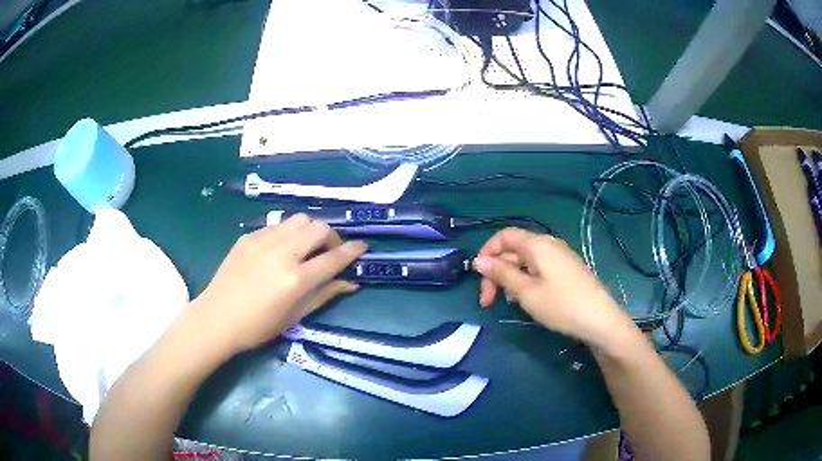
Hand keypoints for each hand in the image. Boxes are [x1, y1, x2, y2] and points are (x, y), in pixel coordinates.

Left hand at [189, 214, 366, 354]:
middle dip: (331, 237)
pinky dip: (288, 233)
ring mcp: (263, 241)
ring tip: (305, 247)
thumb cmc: (258, 327)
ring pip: (299, 219)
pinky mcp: (248, 237)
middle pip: (318, 228)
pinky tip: (281, 250)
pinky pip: (277, 225)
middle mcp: (282, 253)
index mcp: (295, 279)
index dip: (352, 251)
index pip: (333, 258)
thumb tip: (351, 283)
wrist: (216, 319)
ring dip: (310, 230)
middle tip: (329, 251)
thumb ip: (325, 294)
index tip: (362, 247)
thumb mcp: (295, 316)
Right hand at [473, 228, 634, 346]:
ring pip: (526, 260)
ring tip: (509, 302)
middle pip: (514, 249)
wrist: (600, 319)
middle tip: (488, 301)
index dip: (487, 253)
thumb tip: (478, 260)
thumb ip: (501, 273)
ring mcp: (560, 256)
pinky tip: (527, 299)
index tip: (478, 278)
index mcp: (537, 244)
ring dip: (511, 277)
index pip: (503, 236)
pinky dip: (526, 280)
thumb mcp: (526, 292)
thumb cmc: (561, 305)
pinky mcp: (567, 269)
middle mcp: (548, 244)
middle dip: (497, 271)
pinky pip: (539, 268)